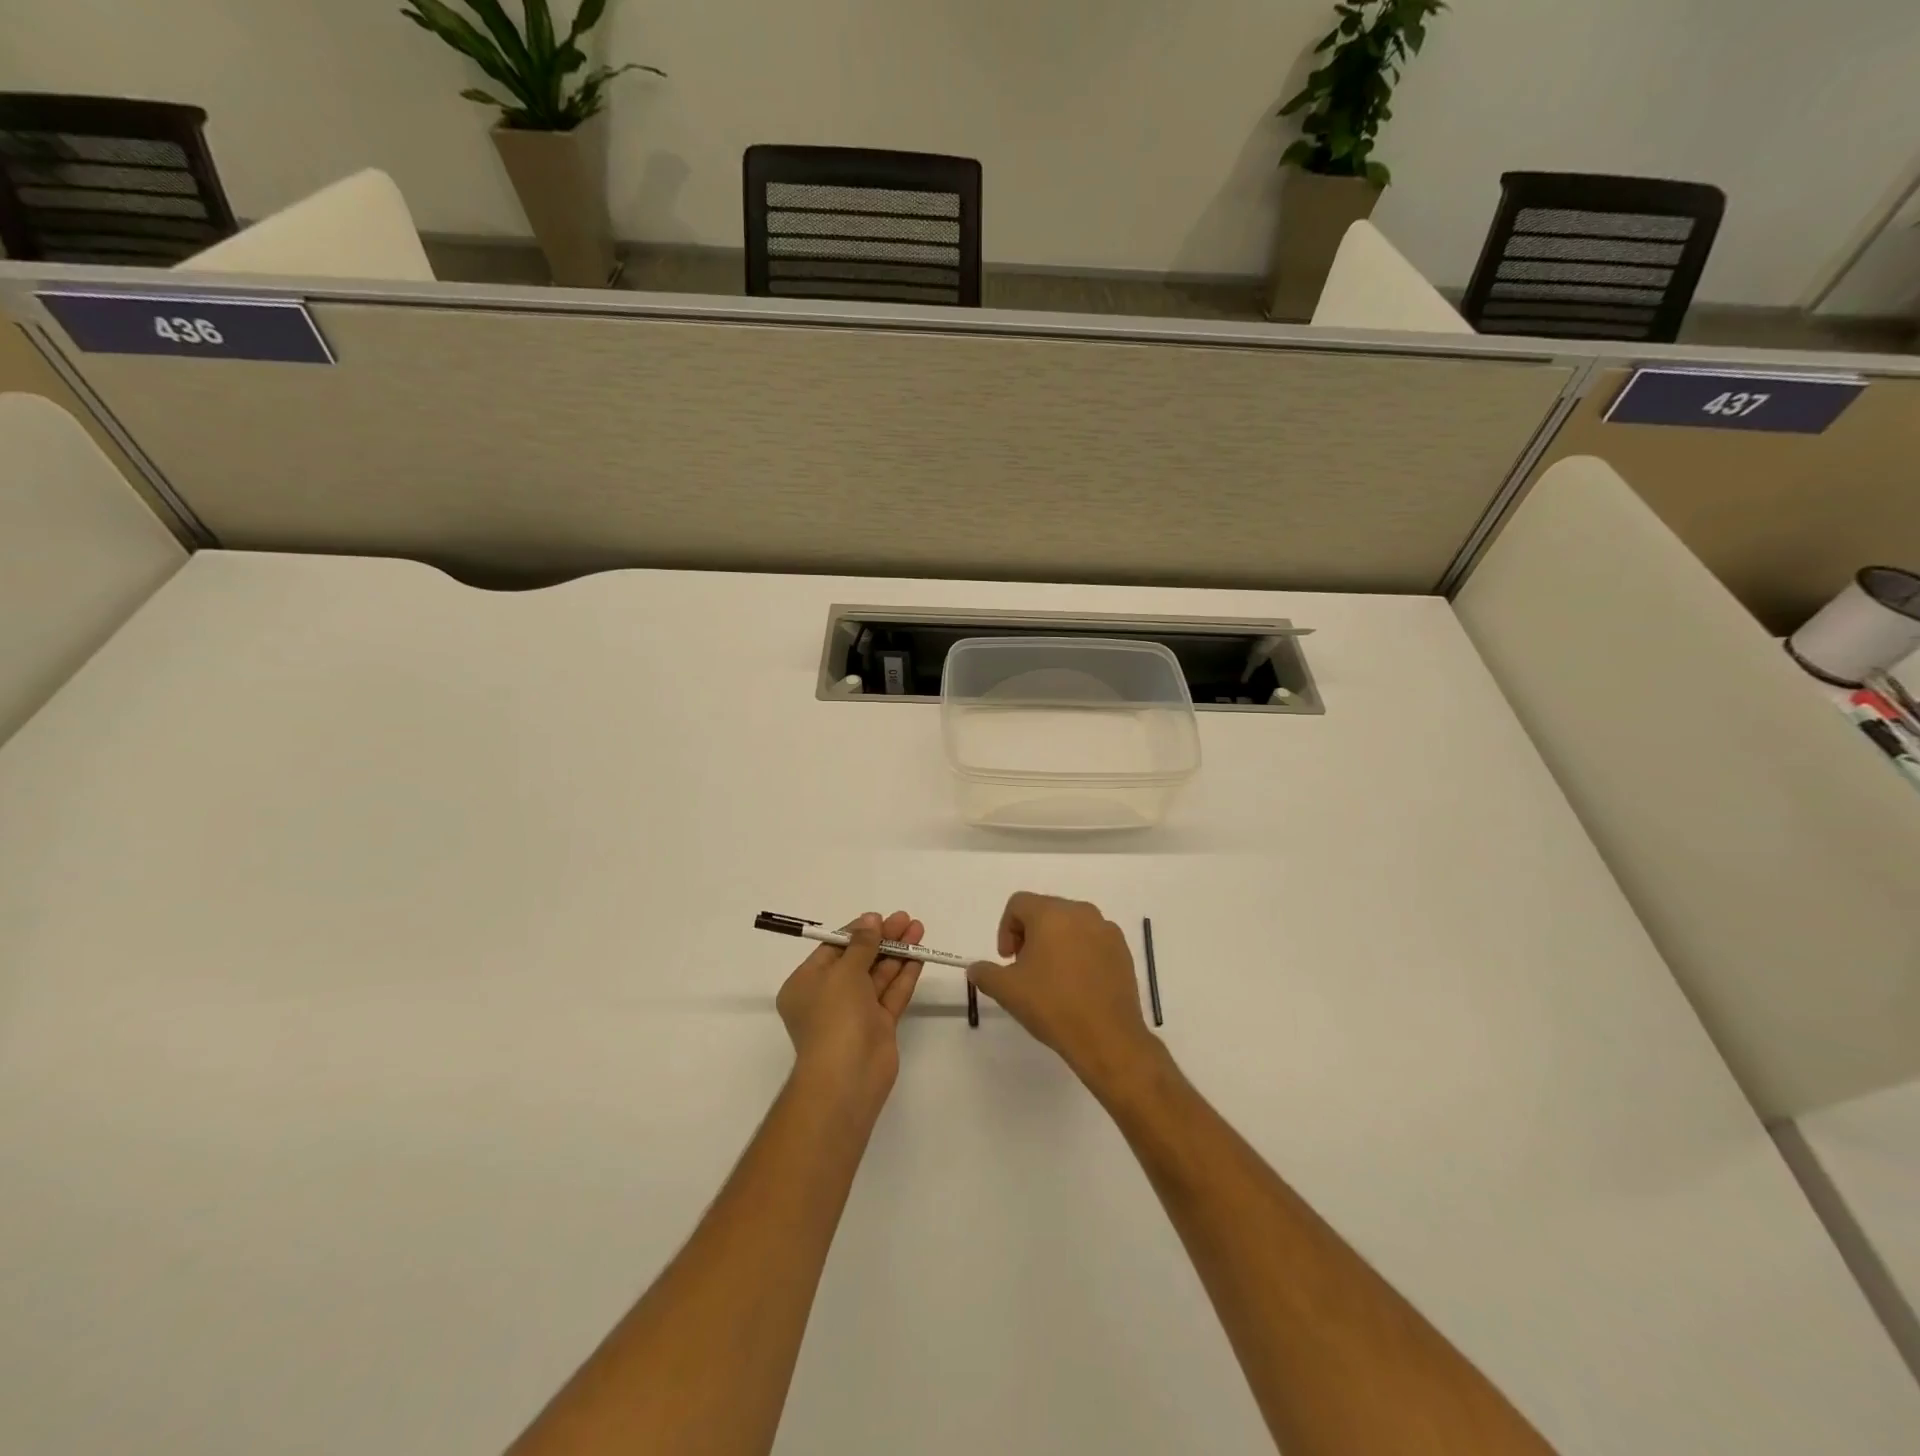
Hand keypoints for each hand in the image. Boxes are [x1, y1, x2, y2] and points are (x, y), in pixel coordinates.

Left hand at [776, 911, 923, 1110]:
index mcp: (806, 984)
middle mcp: (828, 997)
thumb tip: (870, 920)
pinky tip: (919, 955)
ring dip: (897, 953)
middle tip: (906, 919)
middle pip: (858, 960)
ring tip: (918, 929)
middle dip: (882, 939)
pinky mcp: (878, 1026)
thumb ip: (861, 944)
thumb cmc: (835, 1016)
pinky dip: (904, 975)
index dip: (857, 932)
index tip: (880, 917)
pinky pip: (891, 994)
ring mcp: (854, 1013)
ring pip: (878, 976)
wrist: (848, 1076)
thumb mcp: (844, 971)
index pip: (833, 949)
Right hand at [967, 893, 1160, 1094]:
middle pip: (1045, 911)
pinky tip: (1077, 985)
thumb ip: (985, 973)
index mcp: (1051, 914)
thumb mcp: (1007, 990)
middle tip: (1025, 969)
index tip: (1007, 960)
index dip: (1005, 929)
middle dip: (1030, 935)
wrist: (1108, 1037)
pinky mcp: (1123, 951)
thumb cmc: (1052, 1006)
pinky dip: (1080, 953)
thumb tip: (975, 968)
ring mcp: (1106, 930)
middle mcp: (1081, 912)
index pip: (1018, 903)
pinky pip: (1093, 940)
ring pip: (1071, 925)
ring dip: (1055, 943)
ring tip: (1052, 978)